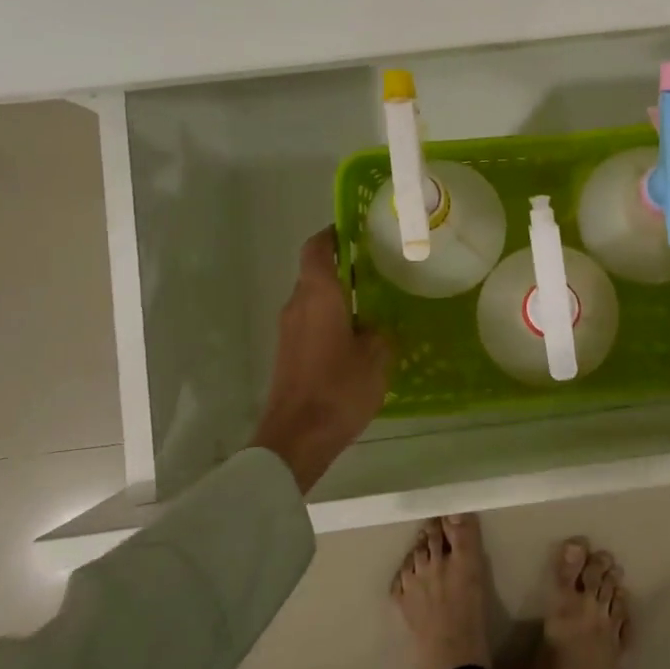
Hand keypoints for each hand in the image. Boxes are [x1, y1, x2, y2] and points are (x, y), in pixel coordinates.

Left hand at [252, 228, 391, 491]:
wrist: (296, 438)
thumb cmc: (339, 388)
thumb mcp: (377, 357)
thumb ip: (380, 332)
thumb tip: (376, 325)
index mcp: (318, 294)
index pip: (318, 248)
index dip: (334, 234)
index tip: (356, 230)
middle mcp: (298, 304)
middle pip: (316, 272)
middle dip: (344, 267)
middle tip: (380, 268)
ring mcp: (289, 330)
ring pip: (314, 299)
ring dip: (338, 296)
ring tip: (374, 303)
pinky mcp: (289, 353)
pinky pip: (311, 322)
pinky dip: (332, 319)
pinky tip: (358, 336)